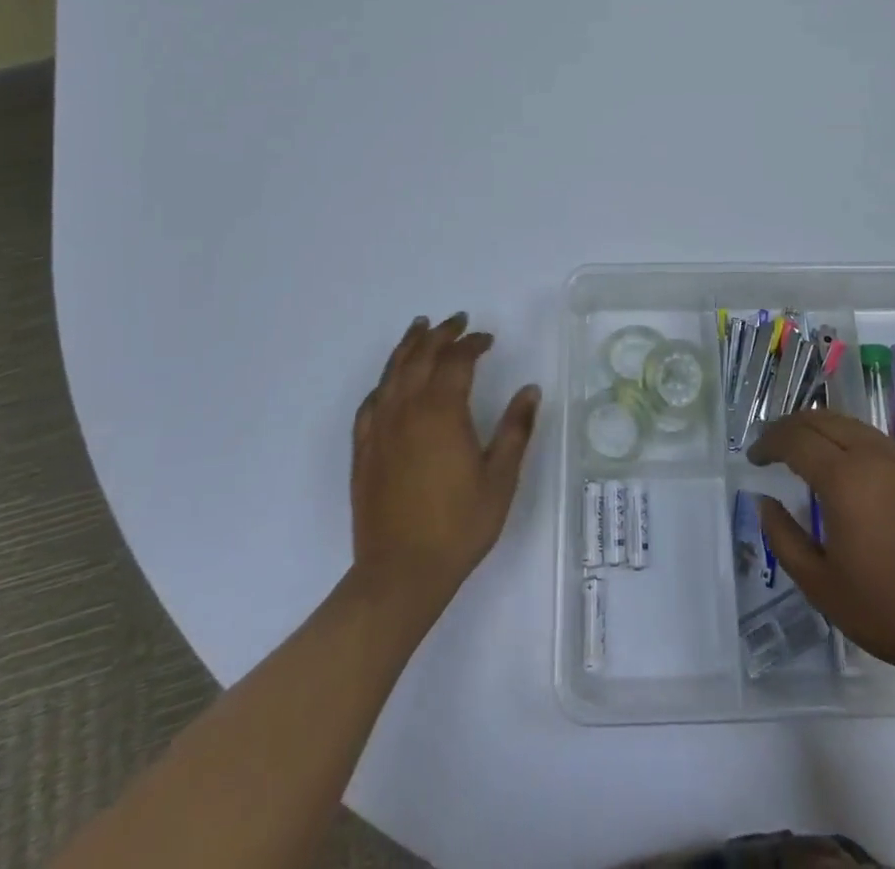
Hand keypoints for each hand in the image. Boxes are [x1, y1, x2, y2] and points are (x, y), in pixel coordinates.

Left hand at [351, 314, 539, 618]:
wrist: (400, 573)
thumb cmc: (459, 525)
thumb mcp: (500, 477)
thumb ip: (515, 429)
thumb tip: (531, 390)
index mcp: (442, 411)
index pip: (457, 360)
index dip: (473, 344)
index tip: (488, 339)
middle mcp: (407, 410)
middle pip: (421, 356)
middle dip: (440, 334)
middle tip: (457, 320)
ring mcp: (380, 429)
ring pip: (392, 372)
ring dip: (408, 346)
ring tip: (420, 328)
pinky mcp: (364, 450)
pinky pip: (371, 403)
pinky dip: (384, 383)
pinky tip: (389, 383)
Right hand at [748, 411, 894, 698]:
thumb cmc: (890, 612)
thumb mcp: (821, 585)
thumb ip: (783, 537)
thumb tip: (764, 501)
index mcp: (844, 479)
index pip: (795, 439)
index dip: (768, 443)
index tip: (754, 458)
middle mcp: (874, 456)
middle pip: (822, 419)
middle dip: (791, 427)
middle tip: (773, 448)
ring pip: (853, 425)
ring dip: (822, 430)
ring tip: (807, 454)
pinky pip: (879, 443)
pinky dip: (852, 443)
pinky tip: (851, 473)